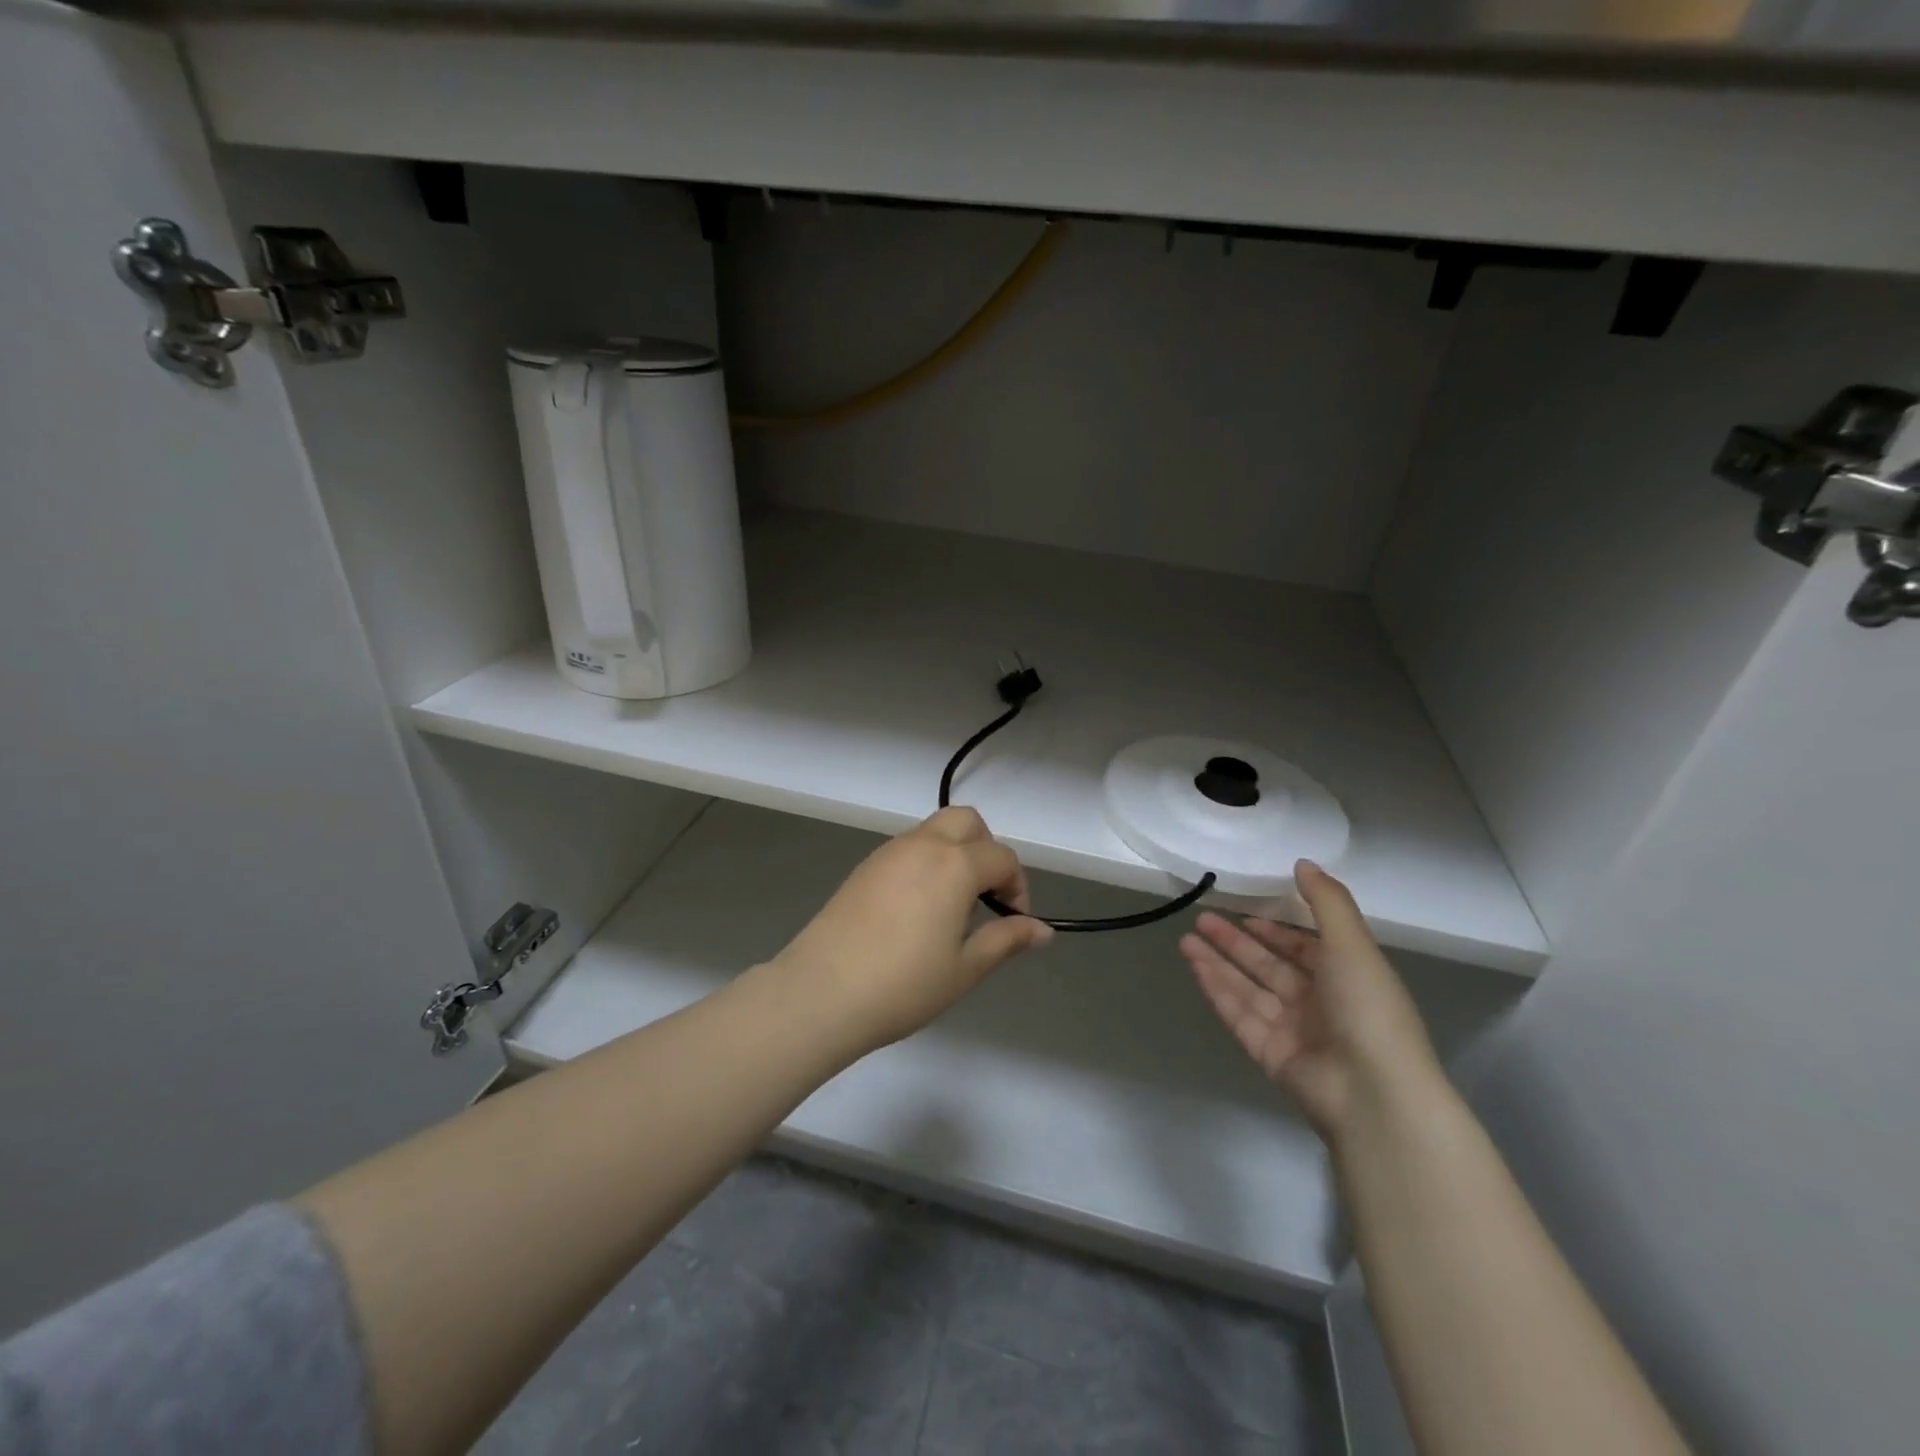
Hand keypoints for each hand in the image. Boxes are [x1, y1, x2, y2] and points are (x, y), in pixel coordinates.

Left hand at [773, 806, 1053, 1053]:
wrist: (821, 992)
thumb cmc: (903, 984)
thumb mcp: (965, 968)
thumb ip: (1006, 940)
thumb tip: (1043, 930)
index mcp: (955, 864)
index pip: (1002, 857)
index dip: (1018, 887)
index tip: (1014, 922)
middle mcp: (923, 845)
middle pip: (967, 822)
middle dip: (987, 849)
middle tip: (985, 896)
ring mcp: (888, 852)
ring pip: (934, 830)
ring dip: (955, 853)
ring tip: (951, 907)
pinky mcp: (864, 867)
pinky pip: (908, 848)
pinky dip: (926, 861)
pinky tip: (917, 909)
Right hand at [1180, 860, 1443, 1144]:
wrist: (1373, 1094)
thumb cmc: (1369, 1009)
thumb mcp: (1353, 944)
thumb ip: (1326, 901)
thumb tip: (1303, 863)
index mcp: (1345, 977)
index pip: (1304, 948)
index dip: (1276, 931)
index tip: (1246, 914)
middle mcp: (1318, 1002)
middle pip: (1268, 965)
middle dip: (1236, 941)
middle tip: (1202, 919)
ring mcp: (1292, 1029)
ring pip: (1248, 987)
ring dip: (1218, 961)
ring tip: (1186, 937)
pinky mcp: (1269, 1052)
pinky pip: (1239, 1013)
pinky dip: (1217, 988)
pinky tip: (1195, 965)